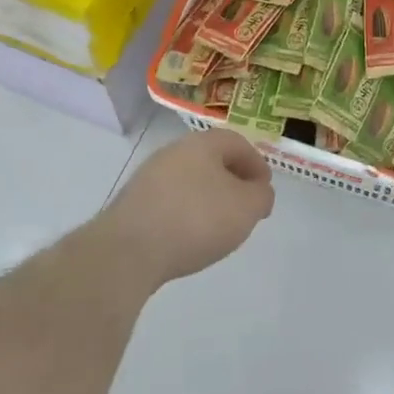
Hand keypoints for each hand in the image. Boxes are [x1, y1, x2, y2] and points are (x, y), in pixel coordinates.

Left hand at [97, 129, 275, 290]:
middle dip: (231, 181)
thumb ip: (261, 196)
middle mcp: (173, 152)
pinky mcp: (133, 204)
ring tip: (218, 226)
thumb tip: (258, 191)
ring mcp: (149, 177)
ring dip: (208, 198)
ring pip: (189, 181)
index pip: (237, 143)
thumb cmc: (196, 219)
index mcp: (202, 143)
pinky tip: (189, 238)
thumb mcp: (246, 208)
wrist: (129, 250)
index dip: (256, 164)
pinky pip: (170, 202)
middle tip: (244, 206)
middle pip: (211, 160)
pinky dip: (185, 214)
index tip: (264, 189)